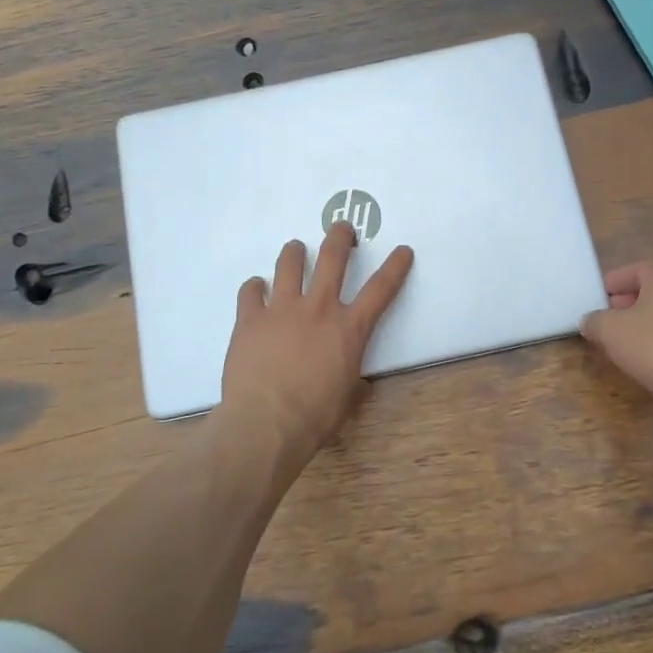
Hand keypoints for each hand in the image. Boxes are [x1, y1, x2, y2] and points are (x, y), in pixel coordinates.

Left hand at [222, 222, 414, 462]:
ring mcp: (281, 309)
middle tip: (342, 227)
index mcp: (349, 328)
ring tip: (295, 248)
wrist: (265, 424)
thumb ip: (352, 377)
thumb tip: (352, 379)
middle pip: (333, 258)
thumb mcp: (347, 397)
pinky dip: (255, 287)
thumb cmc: (315, 417)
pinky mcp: (250, 318)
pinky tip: (256, 289)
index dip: (395, 267)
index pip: (381, 289)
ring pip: (289, 264)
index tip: (403, 250)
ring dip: (295, 252)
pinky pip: (250, 290)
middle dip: (340, 237)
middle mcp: (318, 308)